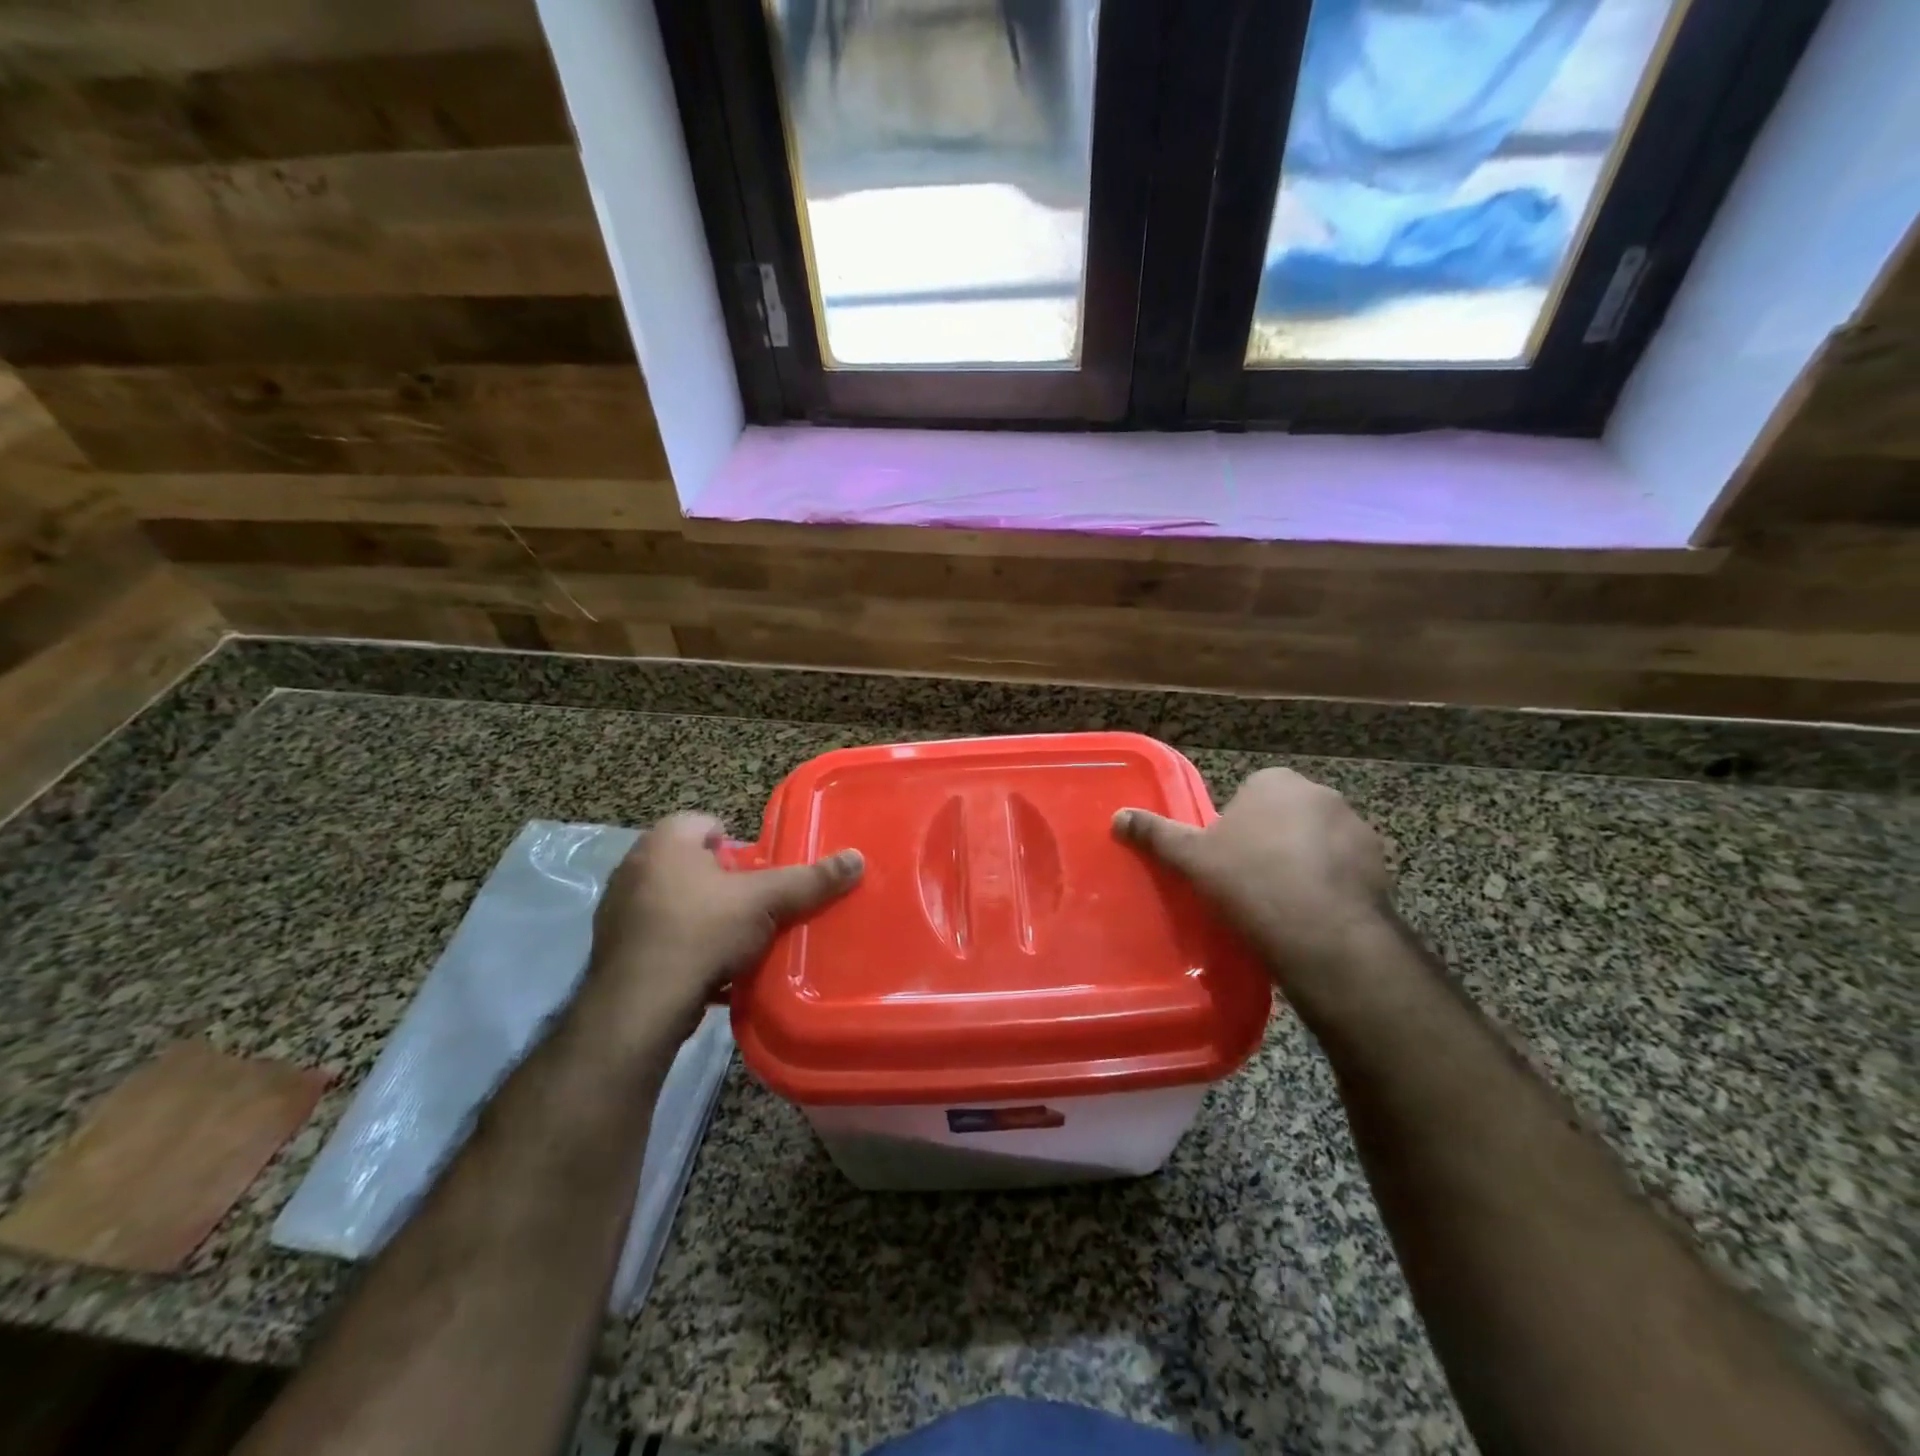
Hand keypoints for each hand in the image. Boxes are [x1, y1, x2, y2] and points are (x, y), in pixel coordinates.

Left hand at [584, 813, 863, 1041]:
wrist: (640, 1005)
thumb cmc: (703, 932)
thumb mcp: (767, 902)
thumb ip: (810, 880)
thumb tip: (857, 858)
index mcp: (666, 840)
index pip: (708, 823)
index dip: (738, 846)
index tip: (758, 875)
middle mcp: (635, 864)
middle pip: (692, 863)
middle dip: (721, 882)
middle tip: (751, 907)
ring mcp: (618, 907)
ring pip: (673, 899)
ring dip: (700, 914)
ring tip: (732, 941)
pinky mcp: (612, 947)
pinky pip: (657, 935)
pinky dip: (679, 946)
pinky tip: (704, 969)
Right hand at [1114, 768, 1393, 1010]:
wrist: (1321, 931)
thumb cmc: (1248, 881)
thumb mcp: (1192, 858)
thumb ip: (1156, 833)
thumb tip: (1117, 816)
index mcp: (1273, 782)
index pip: (1249, 795)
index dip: (1236, 828)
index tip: (1227, 860)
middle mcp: (1319, 793)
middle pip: (1285, 816)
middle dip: (1272, 841)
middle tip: (1250, 881)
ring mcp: (1356, 827)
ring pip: (1318, 842)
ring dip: (1305, 862)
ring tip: (1284, 903)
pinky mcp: (1380, 863)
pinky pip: (1345, 869)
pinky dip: (1332, 884)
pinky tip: (1314, 914)